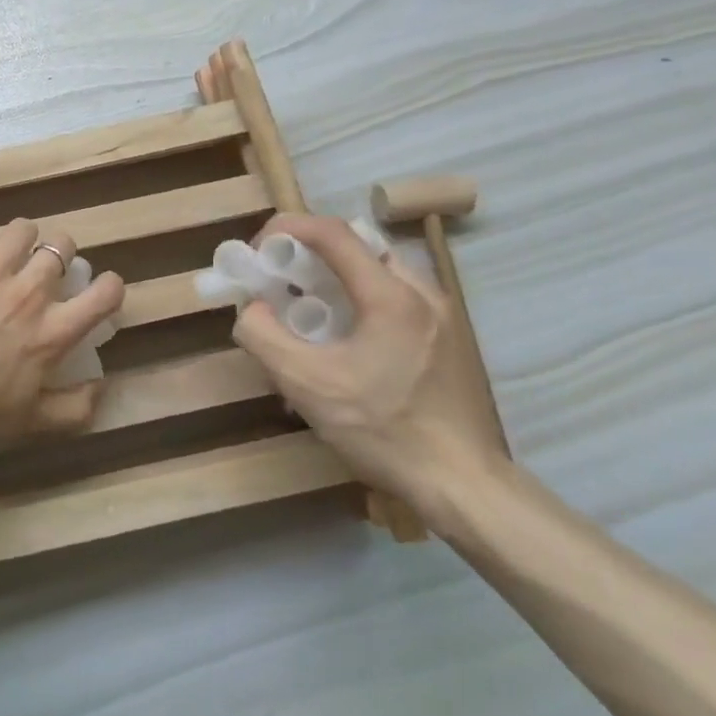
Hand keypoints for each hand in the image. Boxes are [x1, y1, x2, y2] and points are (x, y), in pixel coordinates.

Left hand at [0, 219, 125, 461]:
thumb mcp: (34, 423)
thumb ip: (77, 406)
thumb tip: (101, 385)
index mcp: (54, 331)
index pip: (105, 292)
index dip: (110, 286)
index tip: (101, 290)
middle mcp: (29, 293)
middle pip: (63, 246)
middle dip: (62, 253)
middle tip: (48, 269)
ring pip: (23, 231)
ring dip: (25, 240)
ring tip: (14, 254)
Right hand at [231, 213, 508, 507]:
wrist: (463, 486)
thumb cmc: (384, 431)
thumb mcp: (306, 386)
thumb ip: (264, 337)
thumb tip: (252, 308)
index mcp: (391, 295)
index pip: (332, 232)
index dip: (288, 228)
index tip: (259, 250)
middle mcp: (421, 292)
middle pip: (357, 245)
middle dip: (309, 252)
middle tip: (281, 279)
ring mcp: (441, 314)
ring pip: (377, 269)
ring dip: (335, 275)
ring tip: (308, 310)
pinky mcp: (447, 337)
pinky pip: (394, 295)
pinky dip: (359, 297)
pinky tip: (344, 339)